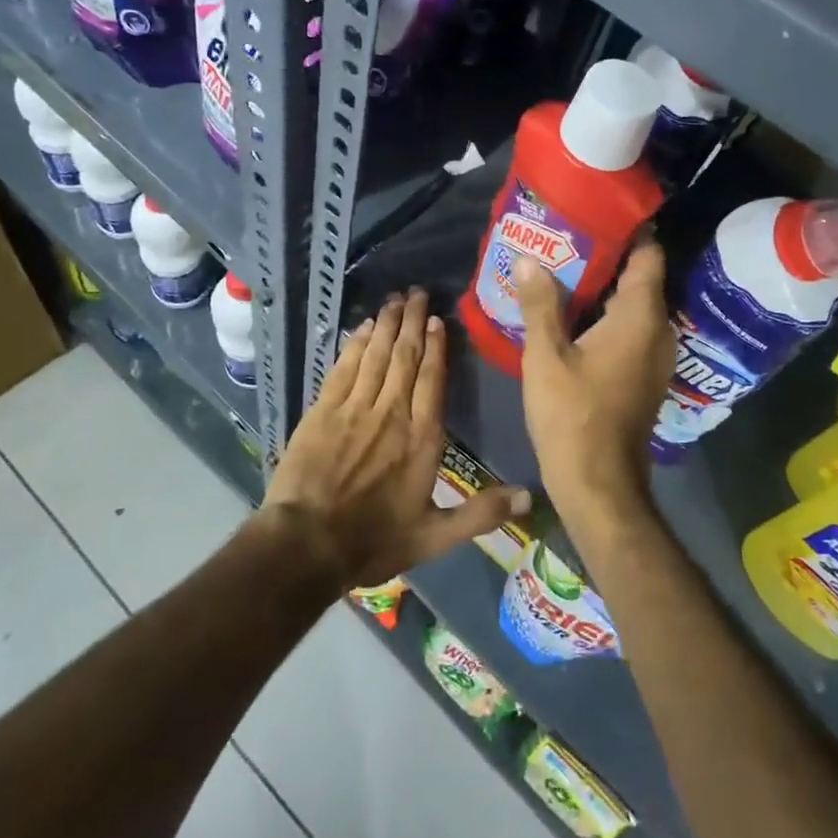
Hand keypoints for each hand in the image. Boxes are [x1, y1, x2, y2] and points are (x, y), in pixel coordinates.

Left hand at [263, 288, 530, 589]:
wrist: (307, 544)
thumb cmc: (374, 541)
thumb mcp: (435, 536)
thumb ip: (481, 514)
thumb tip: (529, 496)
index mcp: (422, 438)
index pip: (433, 379)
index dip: (436, 347)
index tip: (437, 320)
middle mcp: (391, 413)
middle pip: (405, 357)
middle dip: (411, 321)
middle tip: (417, 292)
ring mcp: (355, 408)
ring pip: (376, 355)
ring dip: (386, 324)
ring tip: (394, 299)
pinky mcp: (323, 410)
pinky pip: (344, 367)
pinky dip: (354, 344)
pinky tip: (361, 327)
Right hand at [513, 241, 675, 521]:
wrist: (599, 484)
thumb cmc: (573, 415)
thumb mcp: (546, 356)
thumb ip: (539, 304)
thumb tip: (530, 259)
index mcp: (639, 317)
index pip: (647, 256)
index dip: (626, 231)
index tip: (594, 214)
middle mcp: (657, 330)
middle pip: (639, 279)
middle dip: (605, 257)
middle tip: (564, 239)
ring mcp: (654, 355)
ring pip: (633, 306)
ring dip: (602, 288)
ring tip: (560, 270)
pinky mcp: (643, 375)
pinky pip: (629, 329)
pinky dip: (605, 316)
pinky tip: (570, 315)